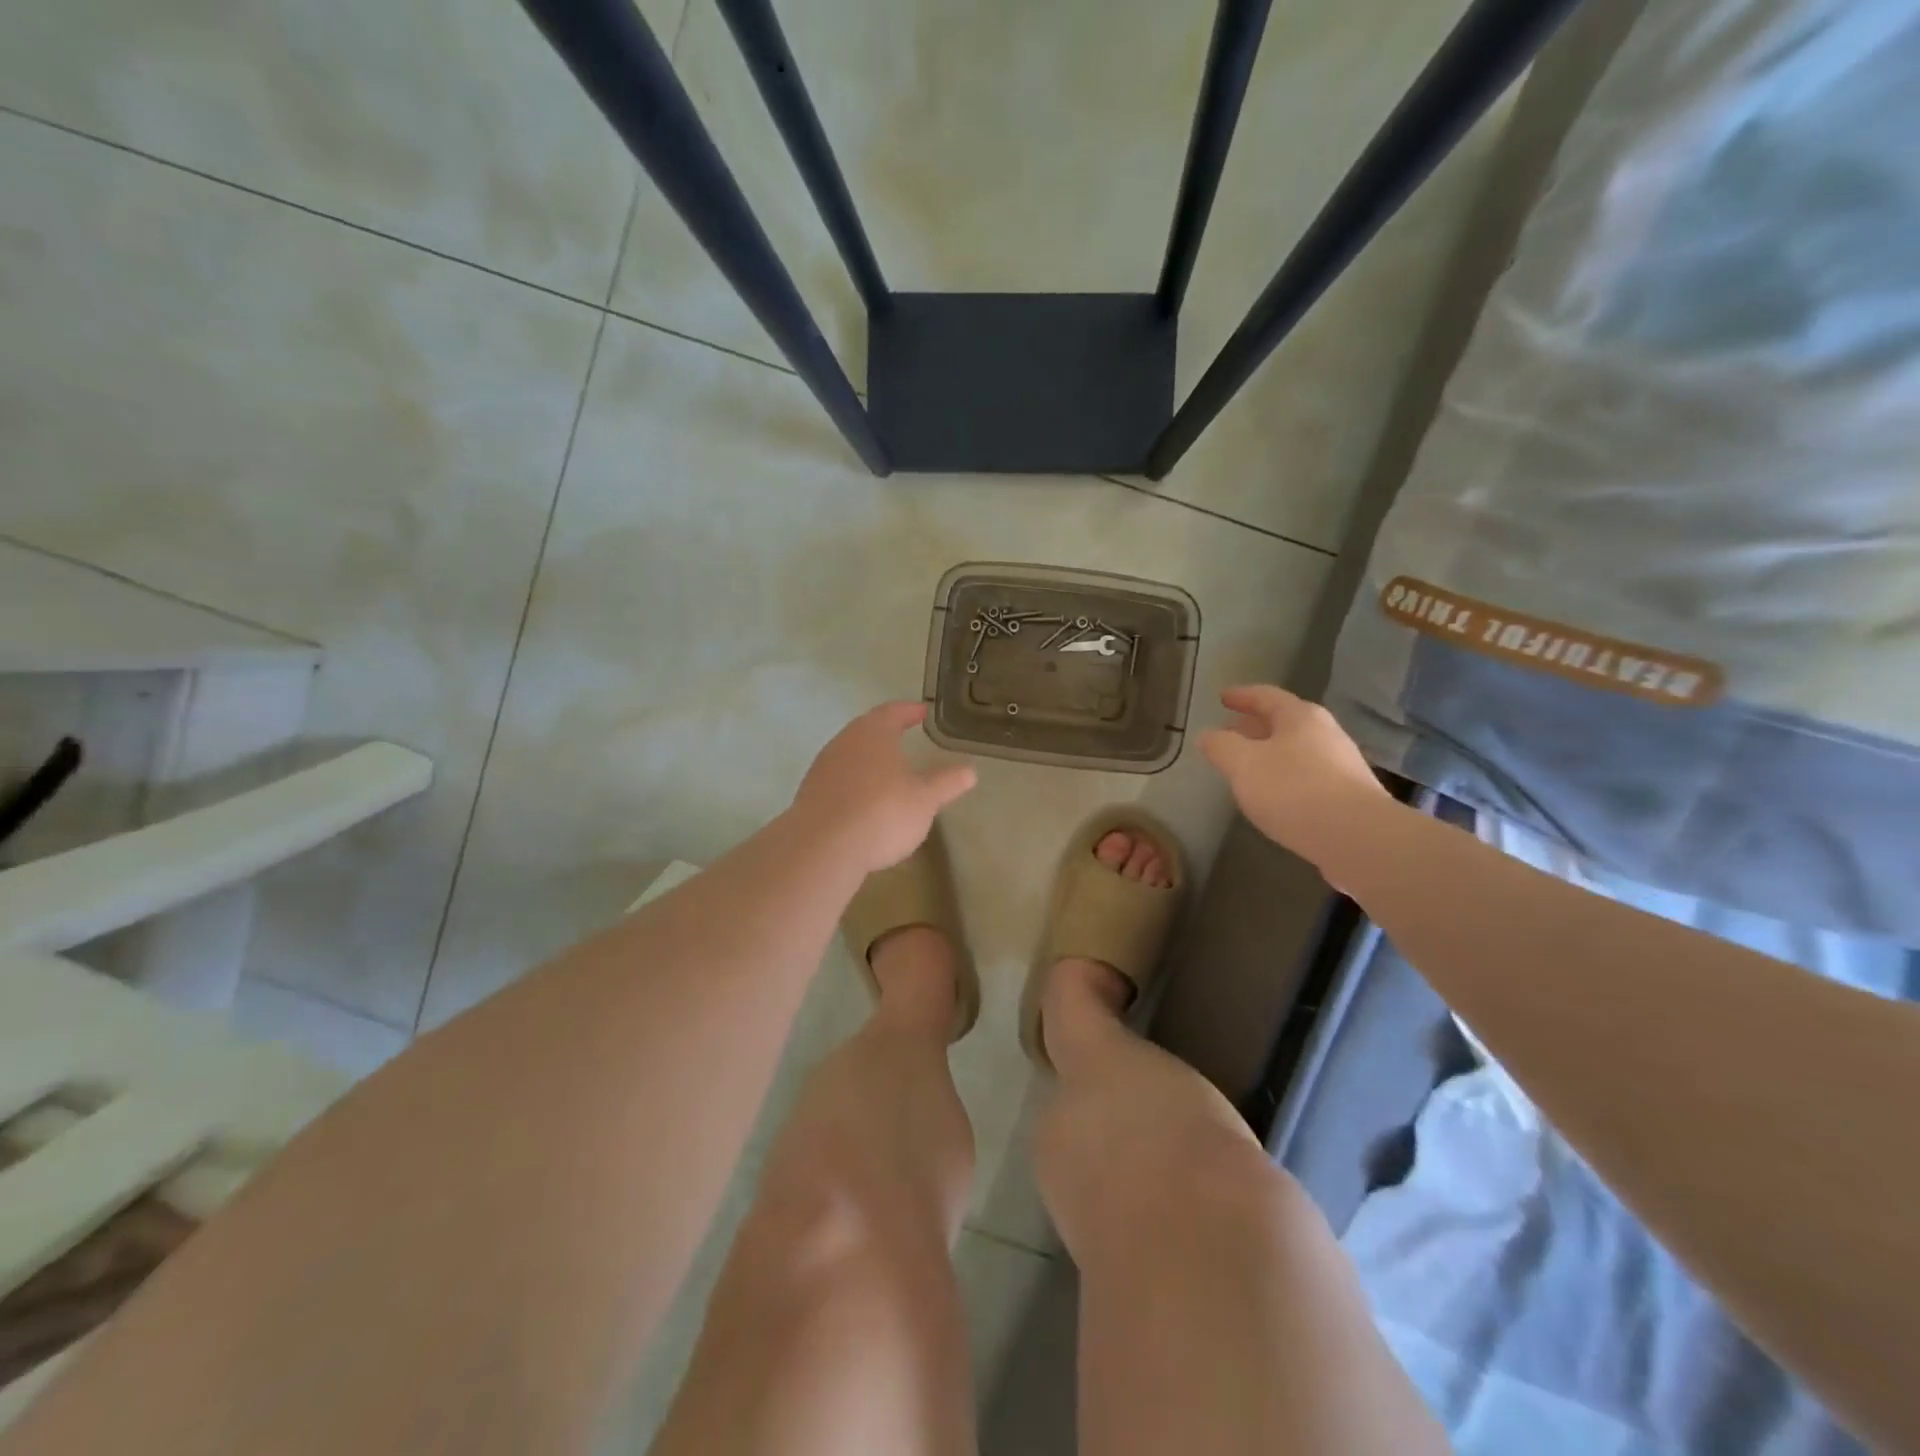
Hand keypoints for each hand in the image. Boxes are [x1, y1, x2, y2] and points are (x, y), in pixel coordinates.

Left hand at [791, 702, 976, 874]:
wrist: (822, 848)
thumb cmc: (882, 813)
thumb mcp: (925, 799)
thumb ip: (947, 782)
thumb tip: (970, 770)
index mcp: (873, 733)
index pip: (893, 712)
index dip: (909, 711)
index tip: (922, 711)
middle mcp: (844, 742)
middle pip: (867, 730)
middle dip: (886, 733)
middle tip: (904, 735)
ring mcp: (822, 768)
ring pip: (850, 755)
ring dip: (868, 760)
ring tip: (887, 771)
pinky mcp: (810, 795)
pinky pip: (838, 780)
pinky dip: (854, 783)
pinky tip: (864, 802)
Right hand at [1198, 686, 1388, 866]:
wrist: (1357, 838)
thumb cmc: (1294, 790)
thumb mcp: (1243, 765)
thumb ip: (1221, 747)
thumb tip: (1208, 735)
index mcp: (1300, 718)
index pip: (1266, 696)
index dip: (1242, 696)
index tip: (1222, 698)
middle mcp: (1325, 734)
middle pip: (1284, 723)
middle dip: (1253, 727)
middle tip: (1229, 734)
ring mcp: (1341, 766)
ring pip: (1295, 751)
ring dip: (1268, 754)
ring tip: (1245, 769)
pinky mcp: (1348, 797)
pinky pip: (1307, 777)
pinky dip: (1284, 778)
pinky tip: (1273, 797)